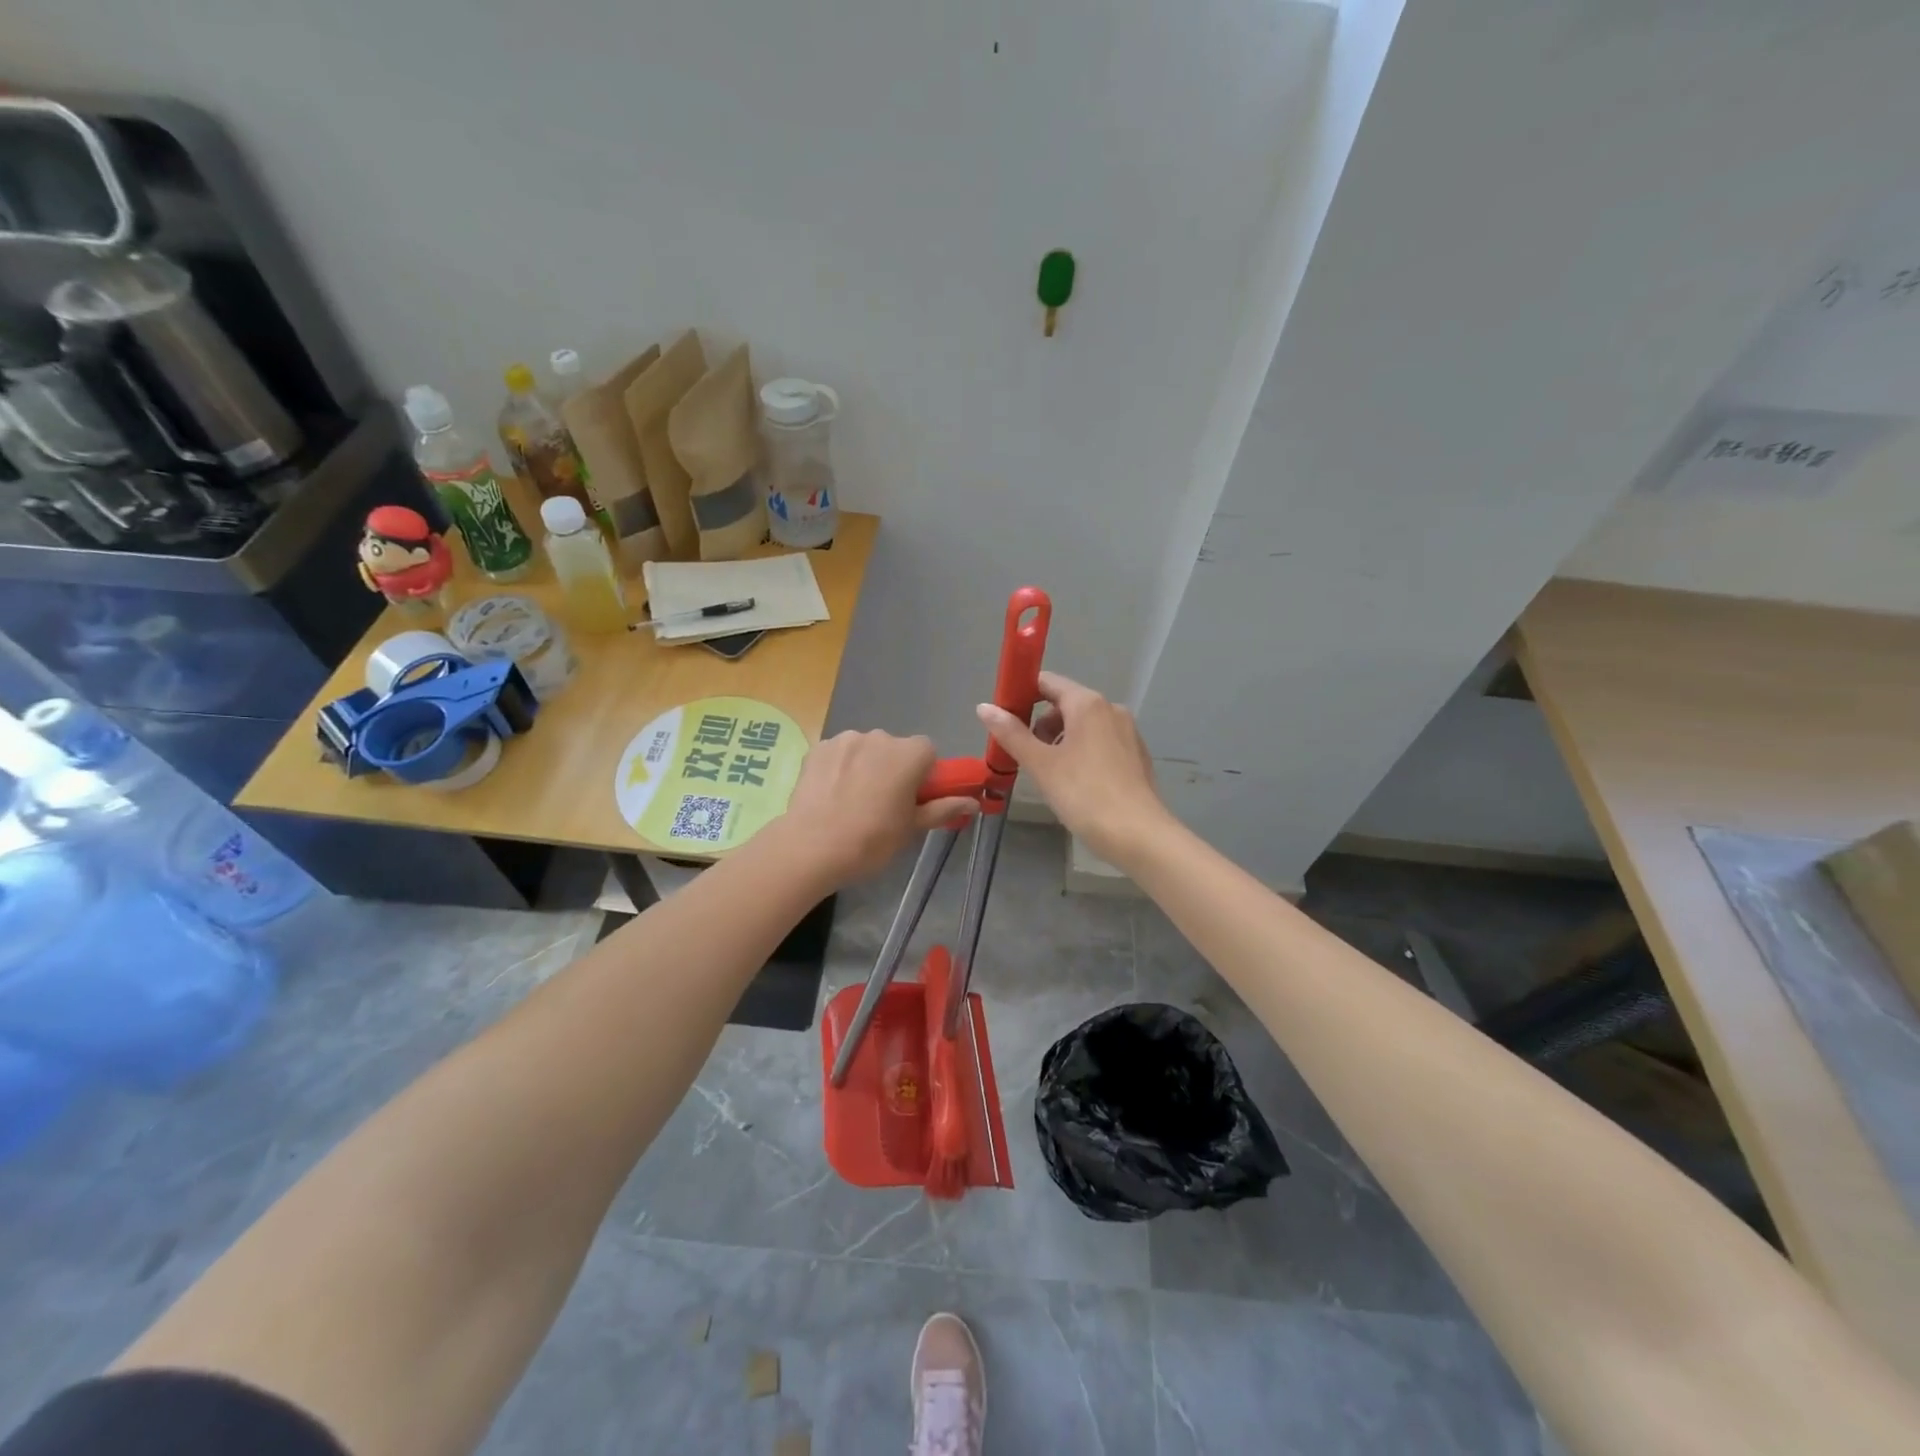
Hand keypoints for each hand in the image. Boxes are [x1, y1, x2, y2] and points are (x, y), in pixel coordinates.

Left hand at [782, 730, 978, 884]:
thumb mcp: (912, 828)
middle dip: (893, 769)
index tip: (913, 799)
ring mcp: (846, 739)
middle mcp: (880, 736)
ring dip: (865, 766)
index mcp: (909, 754)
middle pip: (896, 748)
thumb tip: (974, 802)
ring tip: (852, 800)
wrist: (811, 848)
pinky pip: (839, 753)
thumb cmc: (871, 840)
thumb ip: (944, 808)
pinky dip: (840, 767)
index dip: (924, 774)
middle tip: (883, 804)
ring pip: (866, 749)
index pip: (928, 752)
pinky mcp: (818, 747)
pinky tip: (831, 794)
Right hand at [976, 672, 1167, 864]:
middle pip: (1065, 704)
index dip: (1022, 695)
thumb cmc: (1084, 795)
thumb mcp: (1041, 764)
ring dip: (1060, 741)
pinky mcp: (1136, 756)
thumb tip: (984, 707)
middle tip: (1023, 755)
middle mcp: (1111, 709)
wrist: (1138, 835)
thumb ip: (1011, 733)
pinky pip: (1100, 743)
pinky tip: (1075, 784)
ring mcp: (1128, 732)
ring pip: (1084, 725)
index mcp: (1088, 704)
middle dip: (1040, 724)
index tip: (1004, 719)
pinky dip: (1082, 753)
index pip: (1047, 682)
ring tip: (1047, 773)